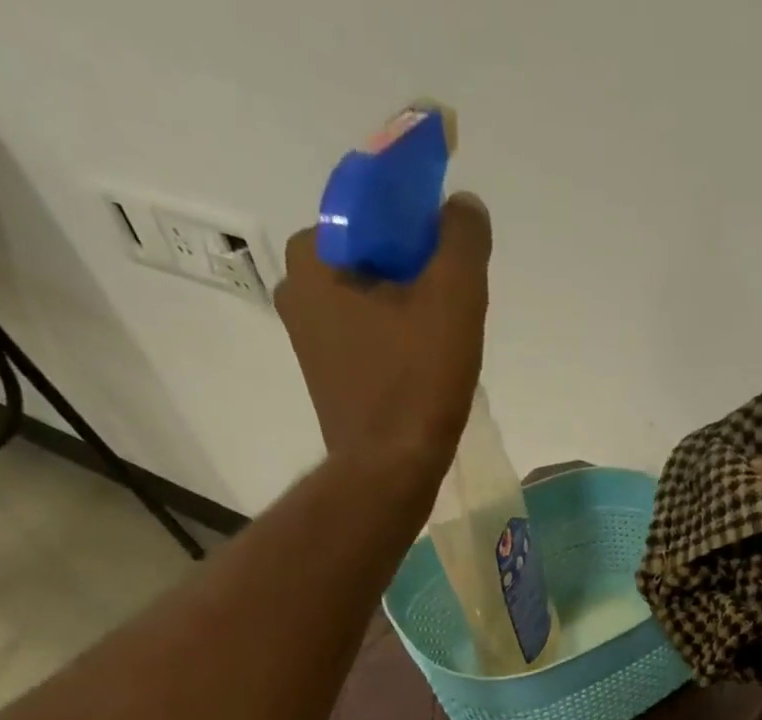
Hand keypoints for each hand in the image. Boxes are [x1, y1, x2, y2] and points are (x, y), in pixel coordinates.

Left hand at [276, 193, 491, 468]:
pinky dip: (400, 340)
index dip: (420, 218)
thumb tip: (463, 207)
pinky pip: (370, 336)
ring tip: (449, 341)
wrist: (390, 472)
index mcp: (313, 255)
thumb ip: (462, 238)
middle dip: (420, 270)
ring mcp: (309, 338)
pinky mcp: (328, 376)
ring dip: (414, 307)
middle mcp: (298, 289)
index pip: (370, 206)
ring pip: (374, 298)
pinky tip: (428, 367)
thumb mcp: (453, 297)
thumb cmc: (417, 383)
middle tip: (458, 305)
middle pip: (374, 254)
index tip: (455, 253)